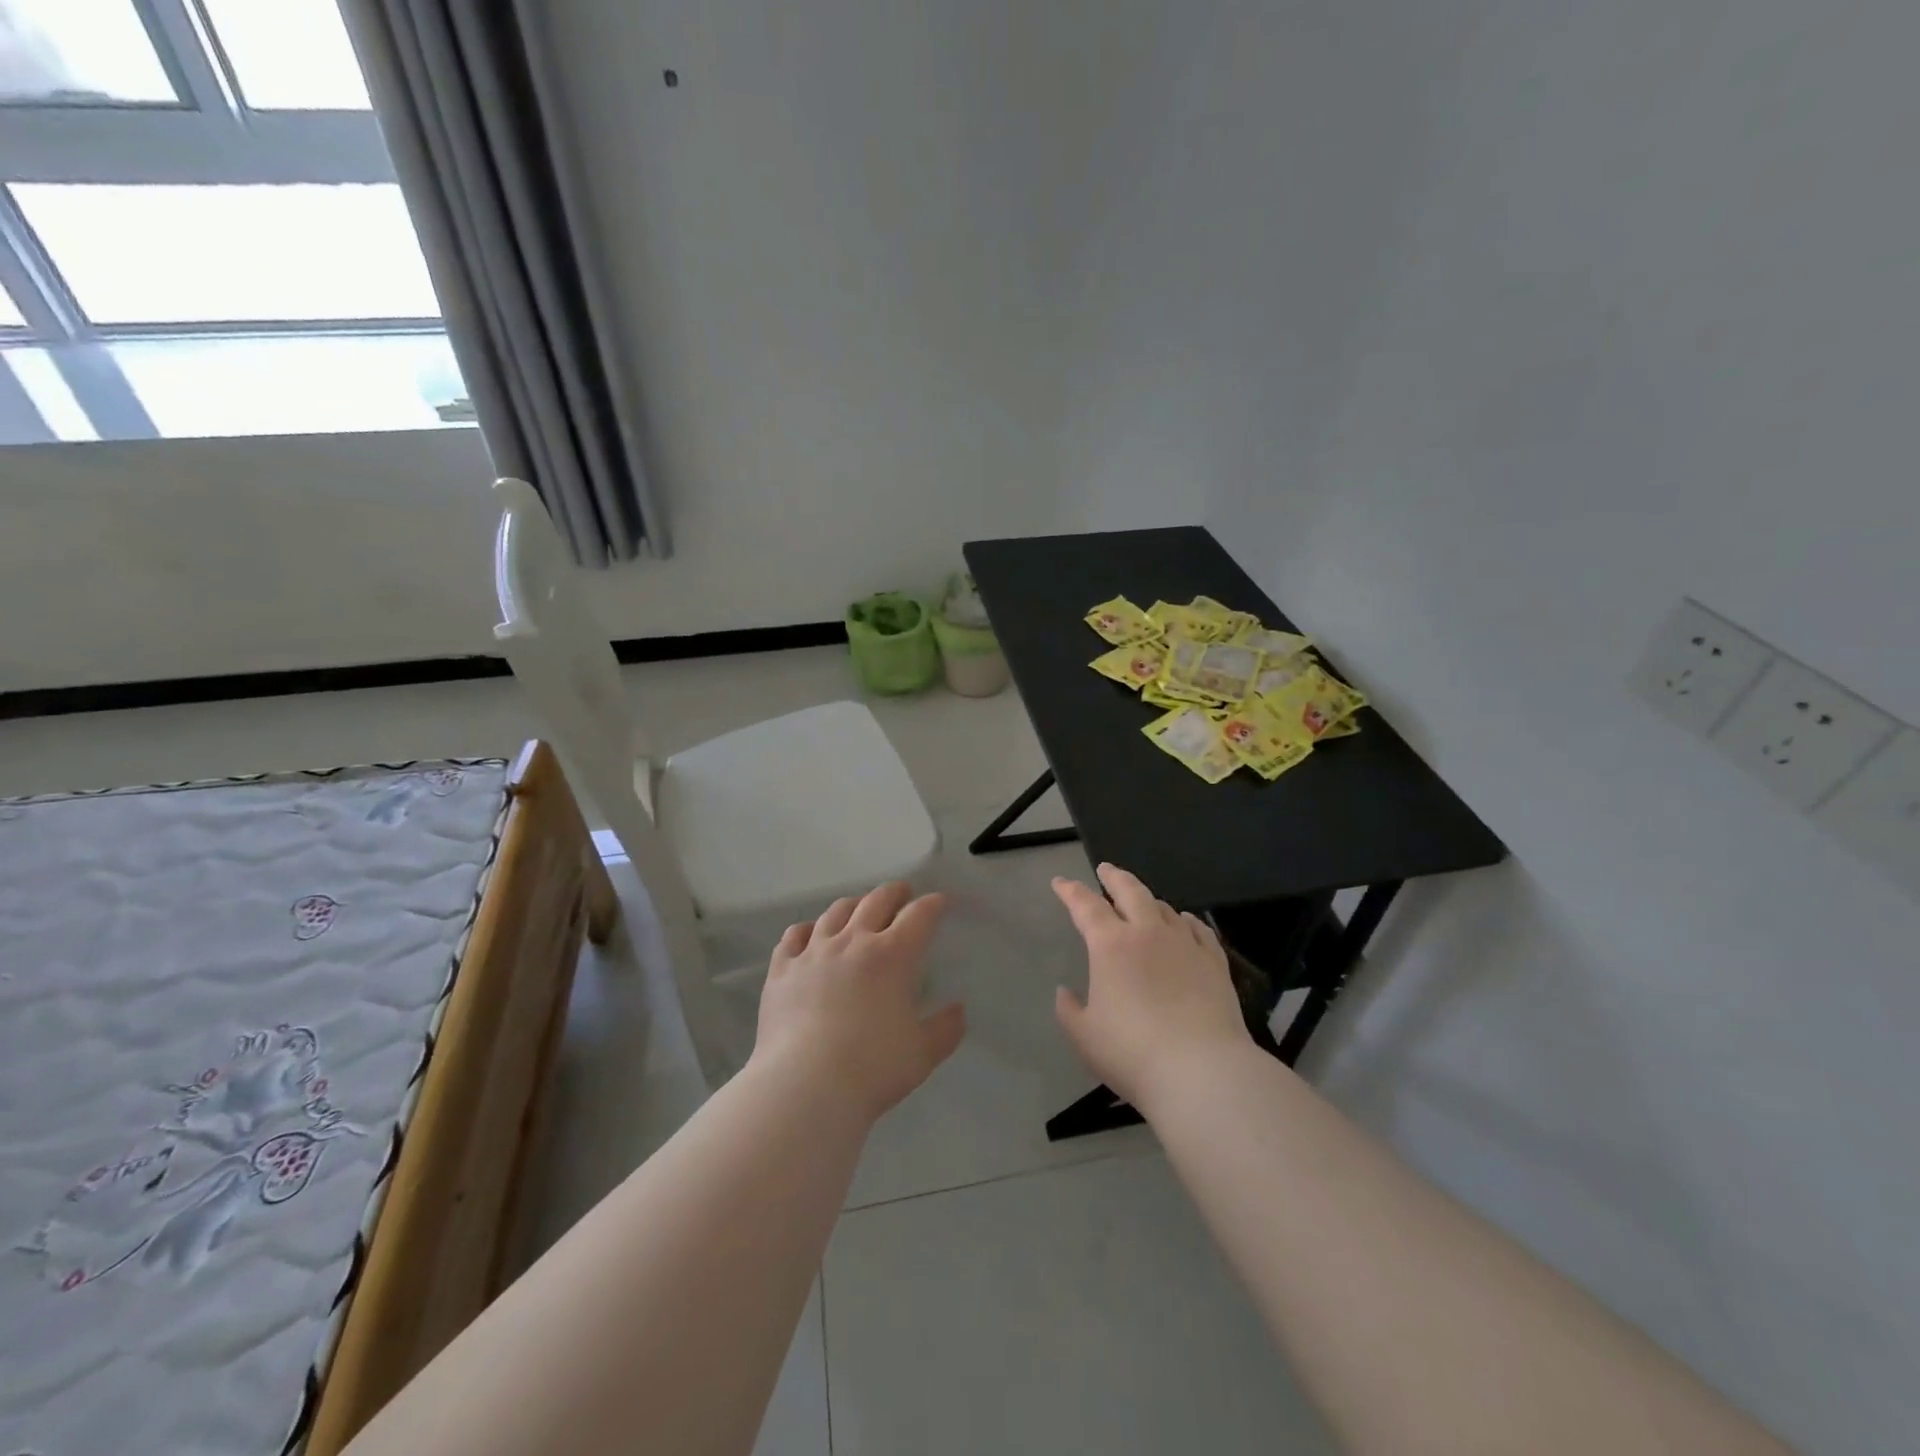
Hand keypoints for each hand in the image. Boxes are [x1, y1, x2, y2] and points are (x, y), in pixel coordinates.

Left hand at [751, 882, 965, 1120]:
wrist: (804, 1086)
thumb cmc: (872, 1068)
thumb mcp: (923, 1054)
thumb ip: (945, 1029)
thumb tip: (958, 1010)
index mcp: (893, 955)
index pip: (919, 915)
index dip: (933, 904)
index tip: (940, 902)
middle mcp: (853, 941)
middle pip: (876, 901)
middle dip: (894, 893)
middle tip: (902, 893)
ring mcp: (814, 952)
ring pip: (836, 912)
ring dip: (853, 904)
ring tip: (859, 907)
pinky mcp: (782, 969)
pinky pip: (794, 936)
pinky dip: (808, 930)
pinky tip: (810, 935)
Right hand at [1051, 863, 1251, 1109]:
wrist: (1202, 1071)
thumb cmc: (1132, 1053)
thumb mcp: (1084, 1036)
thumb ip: (1069, 1010)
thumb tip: (1064, 992)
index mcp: (1110, 945)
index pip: (1085, 906)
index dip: (1070, 891)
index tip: (1060, 882)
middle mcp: (1148, 933)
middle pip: (1130, 891)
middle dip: (1114, 877)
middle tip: (1105, 869)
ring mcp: (1185, 945)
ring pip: (1164, 908)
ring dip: (1148, 900)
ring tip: (1142, 901)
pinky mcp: (1215, 963)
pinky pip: (1199, 929)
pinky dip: (1186, 920)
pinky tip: (1185, 922)